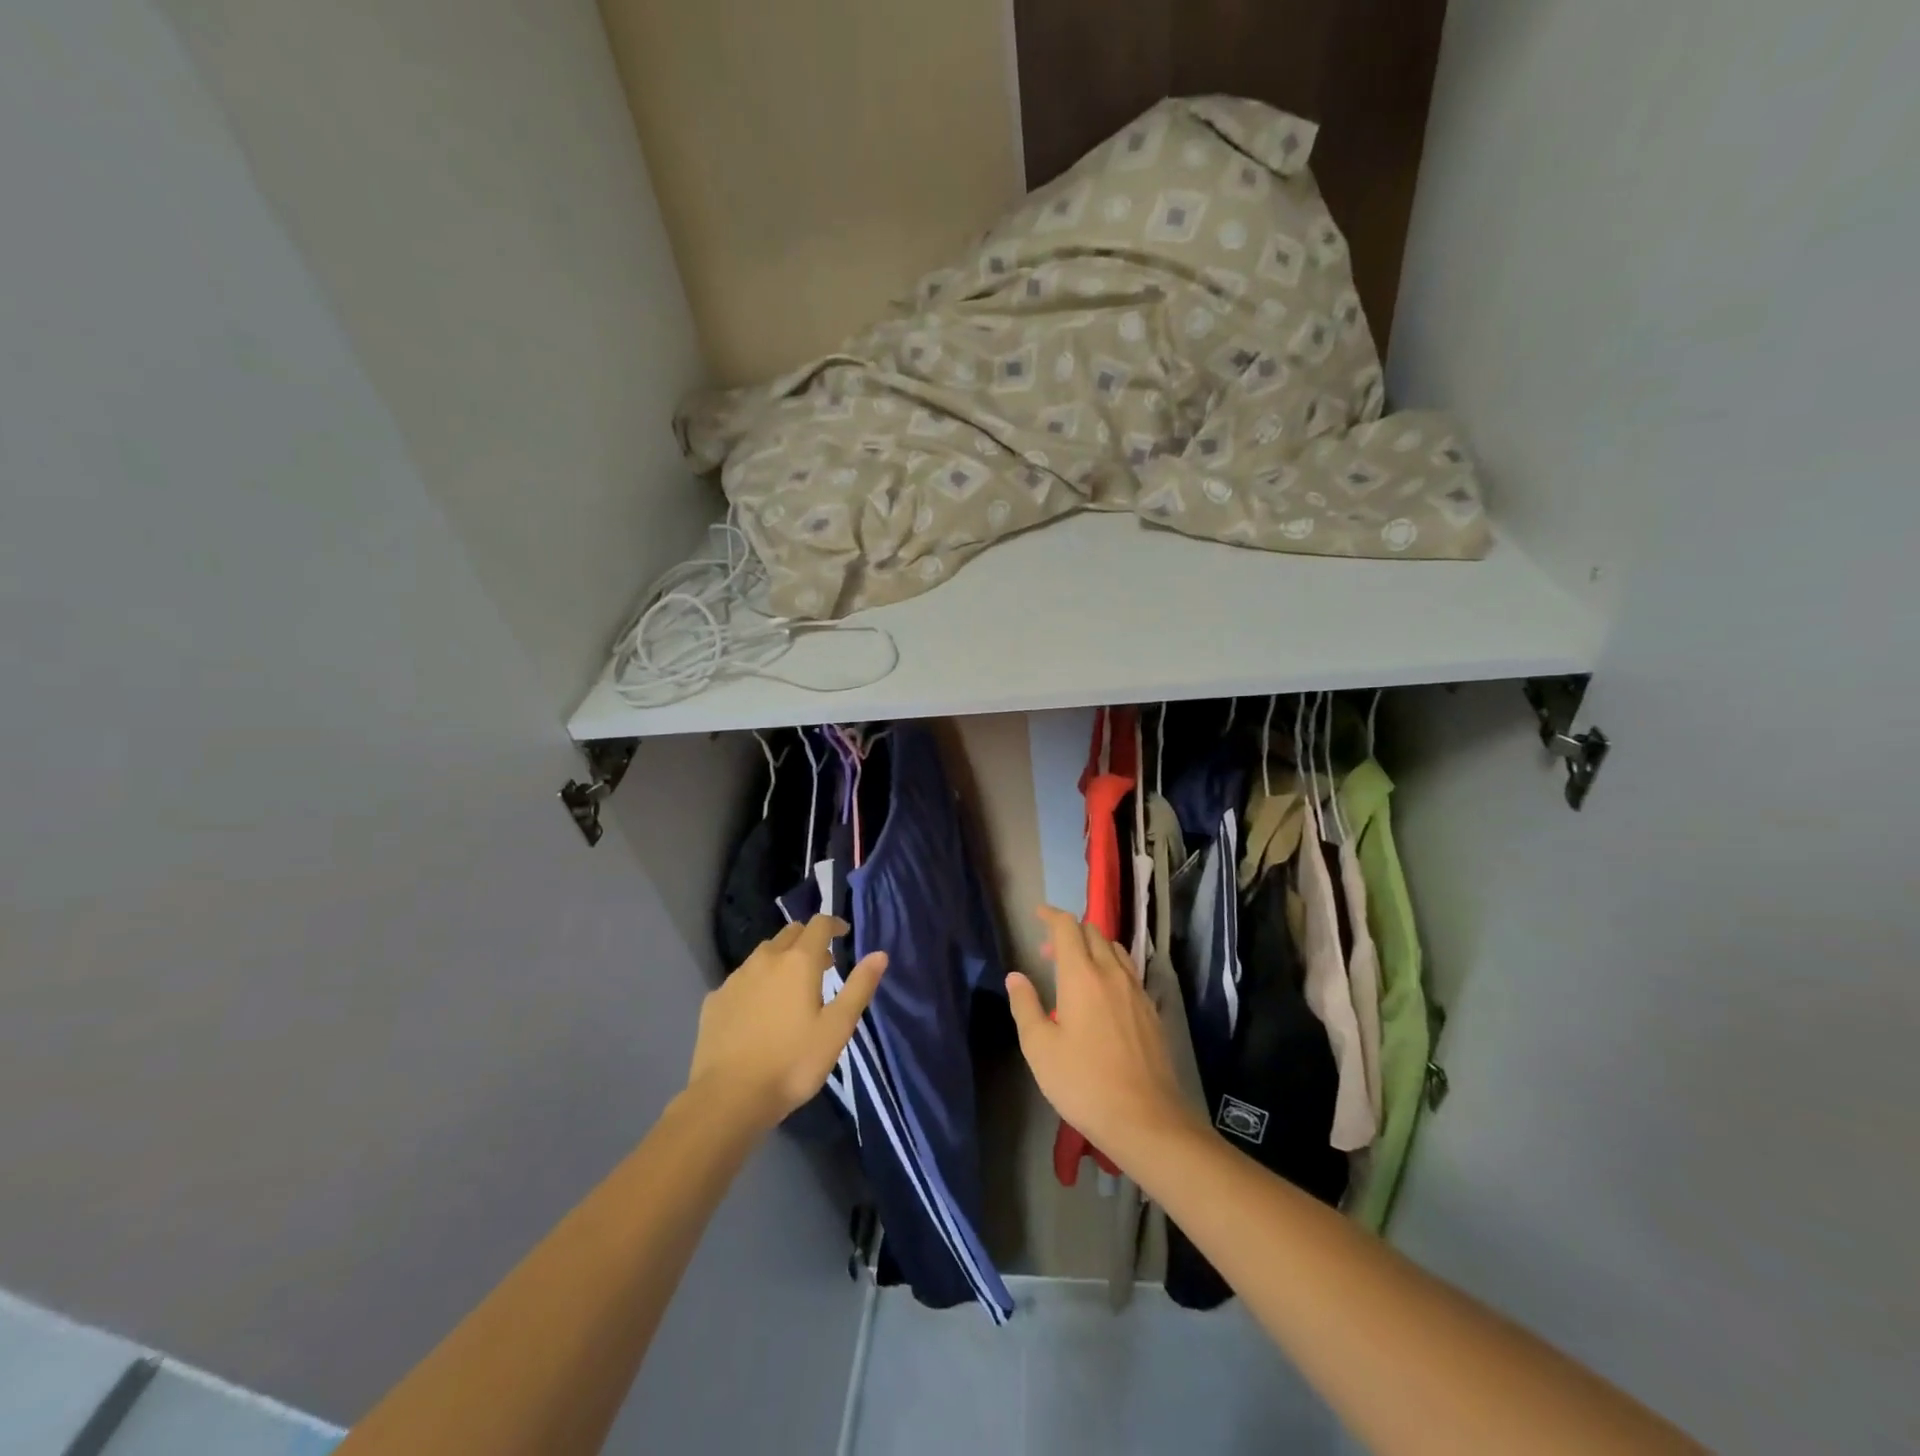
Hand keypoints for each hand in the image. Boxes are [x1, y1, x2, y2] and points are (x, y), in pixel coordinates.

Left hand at [687, 916, 886, 1131]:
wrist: (729, 1097)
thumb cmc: (792, 1062)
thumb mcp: (837, 1028)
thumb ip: (859, 987)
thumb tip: (879, 954)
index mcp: (798, 961)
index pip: (819, 925)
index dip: (834, 924)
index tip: (844, 934)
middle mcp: (765, 959)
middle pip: (790, 933)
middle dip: (808, 940)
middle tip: (823, 964)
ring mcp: (735, 979)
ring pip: (763, 954)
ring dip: (782, 959)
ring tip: (792, 987)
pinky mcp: (714, 1000)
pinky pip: (742, 979)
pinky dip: (757, 982)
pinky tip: (759, 1009)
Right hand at [1006, 906, 1201, 1168]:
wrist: (1146, 1119)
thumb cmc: (1084, 1083)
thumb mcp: (1040, 1048)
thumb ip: (1025, 1006)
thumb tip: (1016, 976)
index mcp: (1082, 976)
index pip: (1067, 927)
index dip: (1051, 915)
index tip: (1037, 915)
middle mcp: (1112, 973)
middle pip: (1093, 932)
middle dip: (1069, 931)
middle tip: (1048, 951)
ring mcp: (1136, 990)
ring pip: (1115, 949)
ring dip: (1093, 946)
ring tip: (1076, 968)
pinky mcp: (1152, 1010)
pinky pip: (1129, 971)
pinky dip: (1111, 966)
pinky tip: (1103, 994)